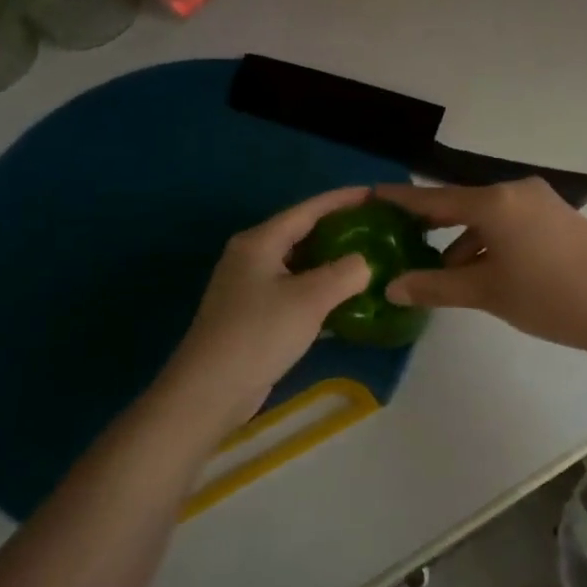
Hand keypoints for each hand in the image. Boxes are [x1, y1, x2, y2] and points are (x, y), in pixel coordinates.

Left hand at [156, 187, 373, 430]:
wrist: (209, 392)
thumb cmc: (258, 333)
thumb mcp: (309, 299)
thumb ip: (344, 273)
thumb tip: (364, 263)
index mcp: (260, 241)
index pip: (308, 209)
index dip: (342, 199)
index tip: (375, 194)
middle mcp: (252, 256)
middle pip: (303, 233)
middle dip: (340, 229)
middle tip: (377, 228)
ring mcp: (251, 287)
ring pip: (300, 264)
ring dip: (332, 263)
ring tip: (369, 259)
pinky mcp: (255, 315)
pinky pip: (295, 291)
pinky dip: (320, 290)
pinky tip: (347, 299)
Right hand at [373, 179, 586, 360]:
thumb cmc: (550, 298)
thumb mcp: (487, 293)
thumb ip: (436, 286)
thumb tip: (393, 286)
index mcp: (494, 202)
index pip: (435, 199)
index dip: (401, 201)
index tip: (371, 195)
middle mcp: (515, 190)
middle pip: (461, 205)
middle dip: (432, 225)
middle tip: (400, 240)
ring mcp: (541, 201)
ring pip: (488, 216)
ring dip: (464, 241)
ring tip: (443, 273)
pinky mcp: (558, 216)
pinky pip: (510, 221)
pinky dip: (490, 241)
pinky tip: (483, 269)